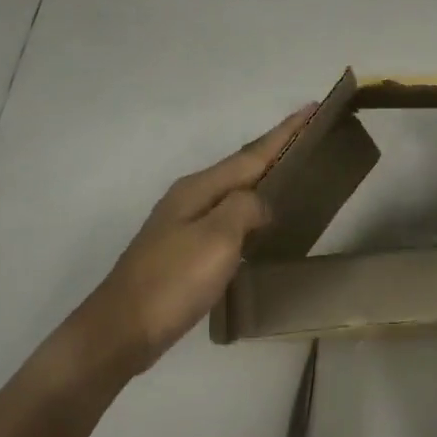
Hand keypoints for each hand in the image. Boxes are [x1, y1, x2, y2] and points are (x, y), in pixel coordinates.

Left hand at [79, 103, 315, 376]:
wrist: (123, 328)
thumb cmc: (172, 281)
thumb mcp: (216, 239)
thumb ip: (245, 209)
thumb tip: (262, 203)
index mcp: (199, 188)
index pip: (252, 154)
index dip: (284, 133)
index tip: (312, 108)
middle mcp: (190, 198)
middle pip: (241, 167)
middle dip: (274, 150)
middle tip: (308, 138)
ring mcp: (184, 224)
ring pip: (233, 192)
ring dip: (262, 180)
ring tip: (292, 174)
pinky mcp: (184, 251)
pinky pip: (227, 219)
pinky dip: (249, 212)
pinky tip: (260, 224)